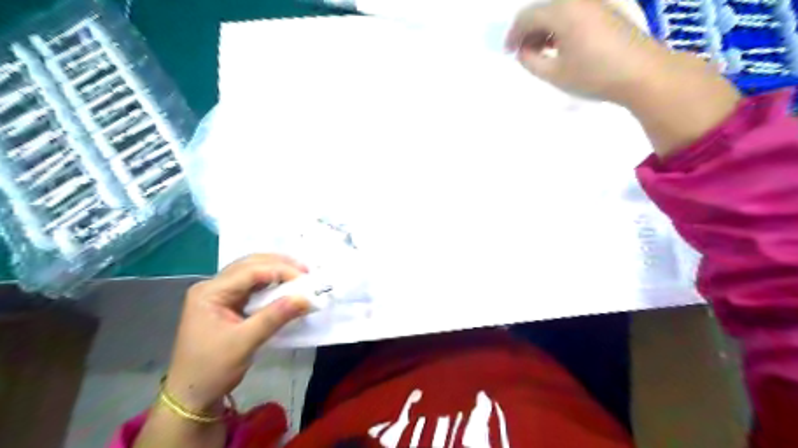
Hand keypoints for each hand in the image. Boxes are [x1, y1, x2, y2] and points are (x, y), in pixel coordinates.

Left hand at [164, 254, 307, 413]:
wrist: (191, 397)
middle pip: (250, 265)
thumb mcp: (245, 343)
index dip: (280, 271)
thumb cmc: (212, 369)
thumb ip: (275, 317)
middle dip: (279, 265)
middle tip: (306, 272)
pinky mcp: (227, 304)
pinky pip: (252, 286)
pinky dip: (271, 284)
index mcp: (209, 292)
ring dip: (276, 271)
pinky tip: (285, 286)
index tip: (306, 279)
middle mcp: (212, 287)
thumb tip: (306, 298)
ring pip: (252, 272)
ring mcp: (219, 294)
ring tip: (300, 276)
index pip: (250, 271)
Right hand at [507, 0, 664, 100]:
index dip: (513, 35)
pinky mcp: (606, 11)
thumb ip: (531, 61)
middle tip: (522, 54)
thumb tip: (524, 51)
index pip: (527, 16)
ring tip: (539, 53)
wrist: (643, 73)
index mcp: (562, 11)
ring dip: (544, 30)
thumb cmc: (594, 75)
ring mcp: (595, 3)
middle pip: (542, 10)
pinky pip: (574, 13)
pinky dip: (560, 28)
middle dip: (528, 31)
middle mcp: (578, 0)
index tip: (507, 53)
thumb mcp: (554, 74)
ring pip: (558, 11)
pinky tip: (560, 46)